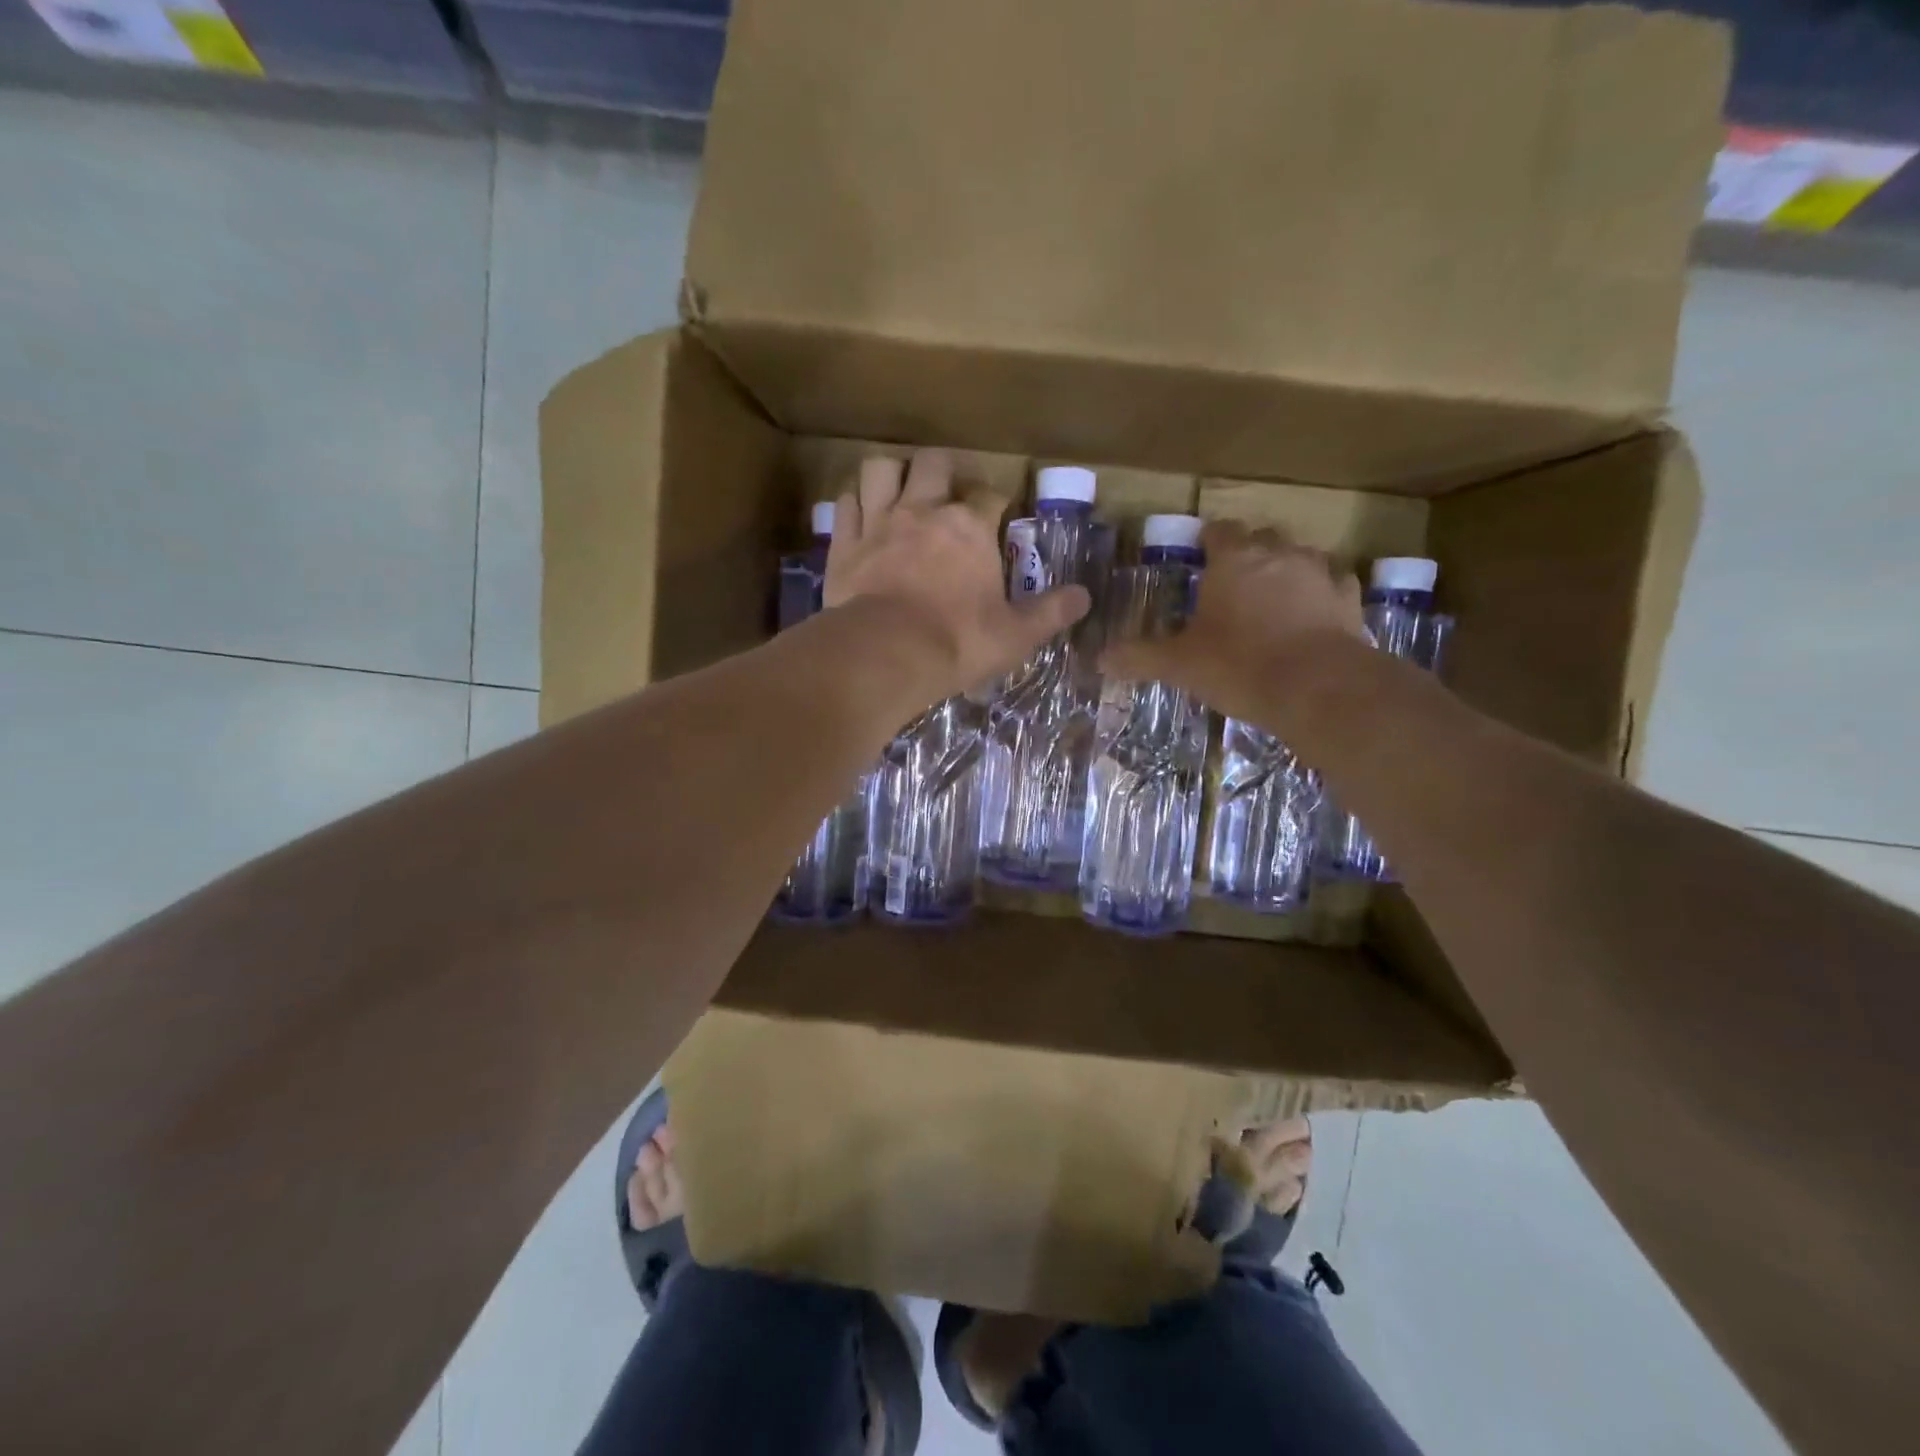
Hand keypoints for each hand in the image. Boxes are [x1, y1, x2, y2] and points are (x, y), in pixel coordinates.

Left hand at [824, 451, 1090, 701]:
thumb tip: (1086, 596)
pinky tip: (860, 515)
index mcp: (970, 528)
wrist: (886, 654)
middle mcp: (924, 511)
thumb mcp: (1015, 635)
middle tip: (946, 492)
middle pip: (933, 464)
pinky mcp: (844, 543)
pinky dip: (854, 505)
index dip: (995, 502)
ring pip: (881, 469)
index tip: (997, 516)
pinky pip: (845, 505)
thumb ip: (1050, 613)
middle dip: (943, 470)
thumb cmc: (957, 642)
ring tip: (899, 492)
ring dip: (892, 474)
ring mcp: (879, 522)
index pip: (989, 496)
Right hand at [1104, 521, 1363, 720]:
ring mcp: (1320, 573)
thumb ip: (1140, 657)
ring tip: (1271, 600)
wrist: (1318, 688)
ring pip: (1300, 556)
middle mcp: (1279, 554)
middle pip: (1261, 538)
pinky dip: (1320, 593)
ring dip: (1285, 570)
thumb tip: (1099, 659)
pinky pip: (1333, 584)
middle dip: (1247, 554)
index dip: (1208, 542)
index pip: (1218, 531)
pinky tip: (1312, 614)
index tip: (1199, 558)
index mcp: (1233, 559)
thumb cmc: (1239, 665)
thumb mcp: (1180, 665)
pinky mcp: (1349, 599)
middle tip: (1230, 585)